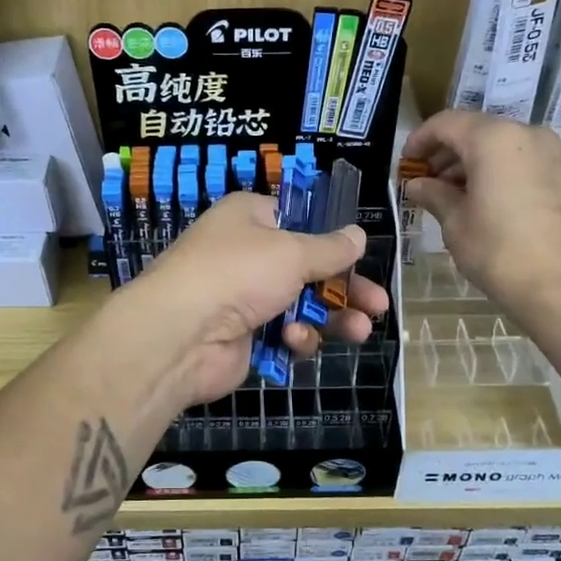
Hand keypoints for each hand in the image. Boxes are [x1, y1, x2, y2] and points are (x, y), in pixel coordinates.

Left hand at [111, 192, 389, 405]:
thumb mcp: (292, 252)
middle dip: (345, 288)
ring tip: (360, 330)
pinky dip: (294, 338)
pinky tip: (294, 342)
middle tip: (379, 305)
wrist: (180, 335)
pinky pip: (282, 334)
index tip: (360, 256)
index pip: (298, 221)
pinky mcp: (243, 337)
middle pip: (308, 269)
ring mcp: (243, 298)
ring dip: (330, 317)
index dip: (330, 239)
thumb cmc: (238, 274)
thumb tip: (358, 234)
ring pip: (301, 306)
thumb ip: (330, 248)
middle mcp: (245, 254)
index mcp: (250, 218)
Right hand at [401, 110, 560, 310]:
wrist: (559, 286)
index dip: (420, 140)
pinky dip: (495, 170)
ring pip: (499, 145)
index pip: (446, 124)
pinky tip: (478, 199)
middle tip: (423, 180)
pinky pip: (519, 160)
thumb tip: (416, 184)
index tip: (405, 162)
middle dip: (445, 152)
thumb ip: (433, 194)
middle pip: (475, 131)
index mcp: (493, 139)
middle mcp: (525, 134)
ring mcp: (550, 152)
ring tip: (447, 193)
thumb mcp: (454, 222)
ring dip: (470, 162)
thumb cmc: (497, 251)